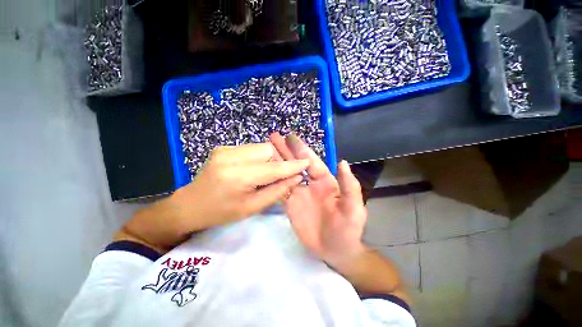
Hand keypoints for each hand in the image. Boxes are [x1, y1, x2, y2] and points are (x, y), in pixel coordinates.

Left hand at [170, 142, 309, 231]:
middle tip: (281, 174)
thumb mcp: (252, 208)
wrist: (190, 205)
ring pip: (261, 147)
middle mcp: (231, 156)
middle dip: (279, 161)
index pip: (273, 168)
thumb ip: (277, 191)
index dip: (291, 166)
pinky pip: (252, 148)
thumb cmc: (221, 212)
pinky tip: (255, 169)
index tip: (306, 163)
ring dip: (270, 159)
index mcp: (237, 176)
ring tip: (266, 173)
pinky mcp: (225, 147)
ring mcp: (226, 149)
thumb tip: (296, 178)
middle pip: (268, 150)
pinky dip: (260, 157)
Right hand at [269, 133, 367, 270]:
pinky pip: (280, 190)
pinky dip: (271, 181)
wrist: (336, 251)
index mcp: (325, 180)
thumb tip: (342, 162)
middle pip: (295, 163)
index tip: (290, 136)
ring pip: (285, 174)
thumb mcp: (353, 208)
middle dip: (285, 150)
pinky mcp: (290, 205)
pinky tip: (263, 172)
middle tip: (272, 137)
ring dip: (275, 162)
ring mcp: (298, 193)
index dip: (301, 149)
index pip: (311, 161)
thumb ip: (349, 186)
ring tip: (264, 151)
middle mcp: (310, 183)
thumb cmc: (348, 229)